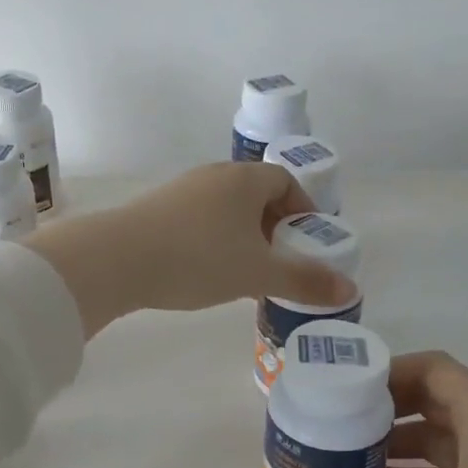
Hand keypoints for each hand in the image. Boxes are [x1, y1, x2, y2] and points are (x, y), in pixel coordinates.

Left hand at [27, 163, 355, 335]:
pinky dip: (213, 239)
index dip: (302, 210)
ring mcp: (181, 190)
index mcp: (243, 179)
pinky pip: (198, 219)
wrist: (117, 259)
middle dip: (273, 226)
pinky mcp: (156, 209)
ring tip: (245, 271)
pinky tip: (205, 270)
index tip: (306, 243)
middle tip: (279, 261)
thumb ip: (304, 281)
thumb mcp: (258, 274)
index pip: (284, 181)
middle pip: (255, 193)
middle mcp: (213, 175)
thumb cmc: (199, 259)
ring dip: (242, 235)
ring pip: (225, 208)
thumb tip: (351, 291)